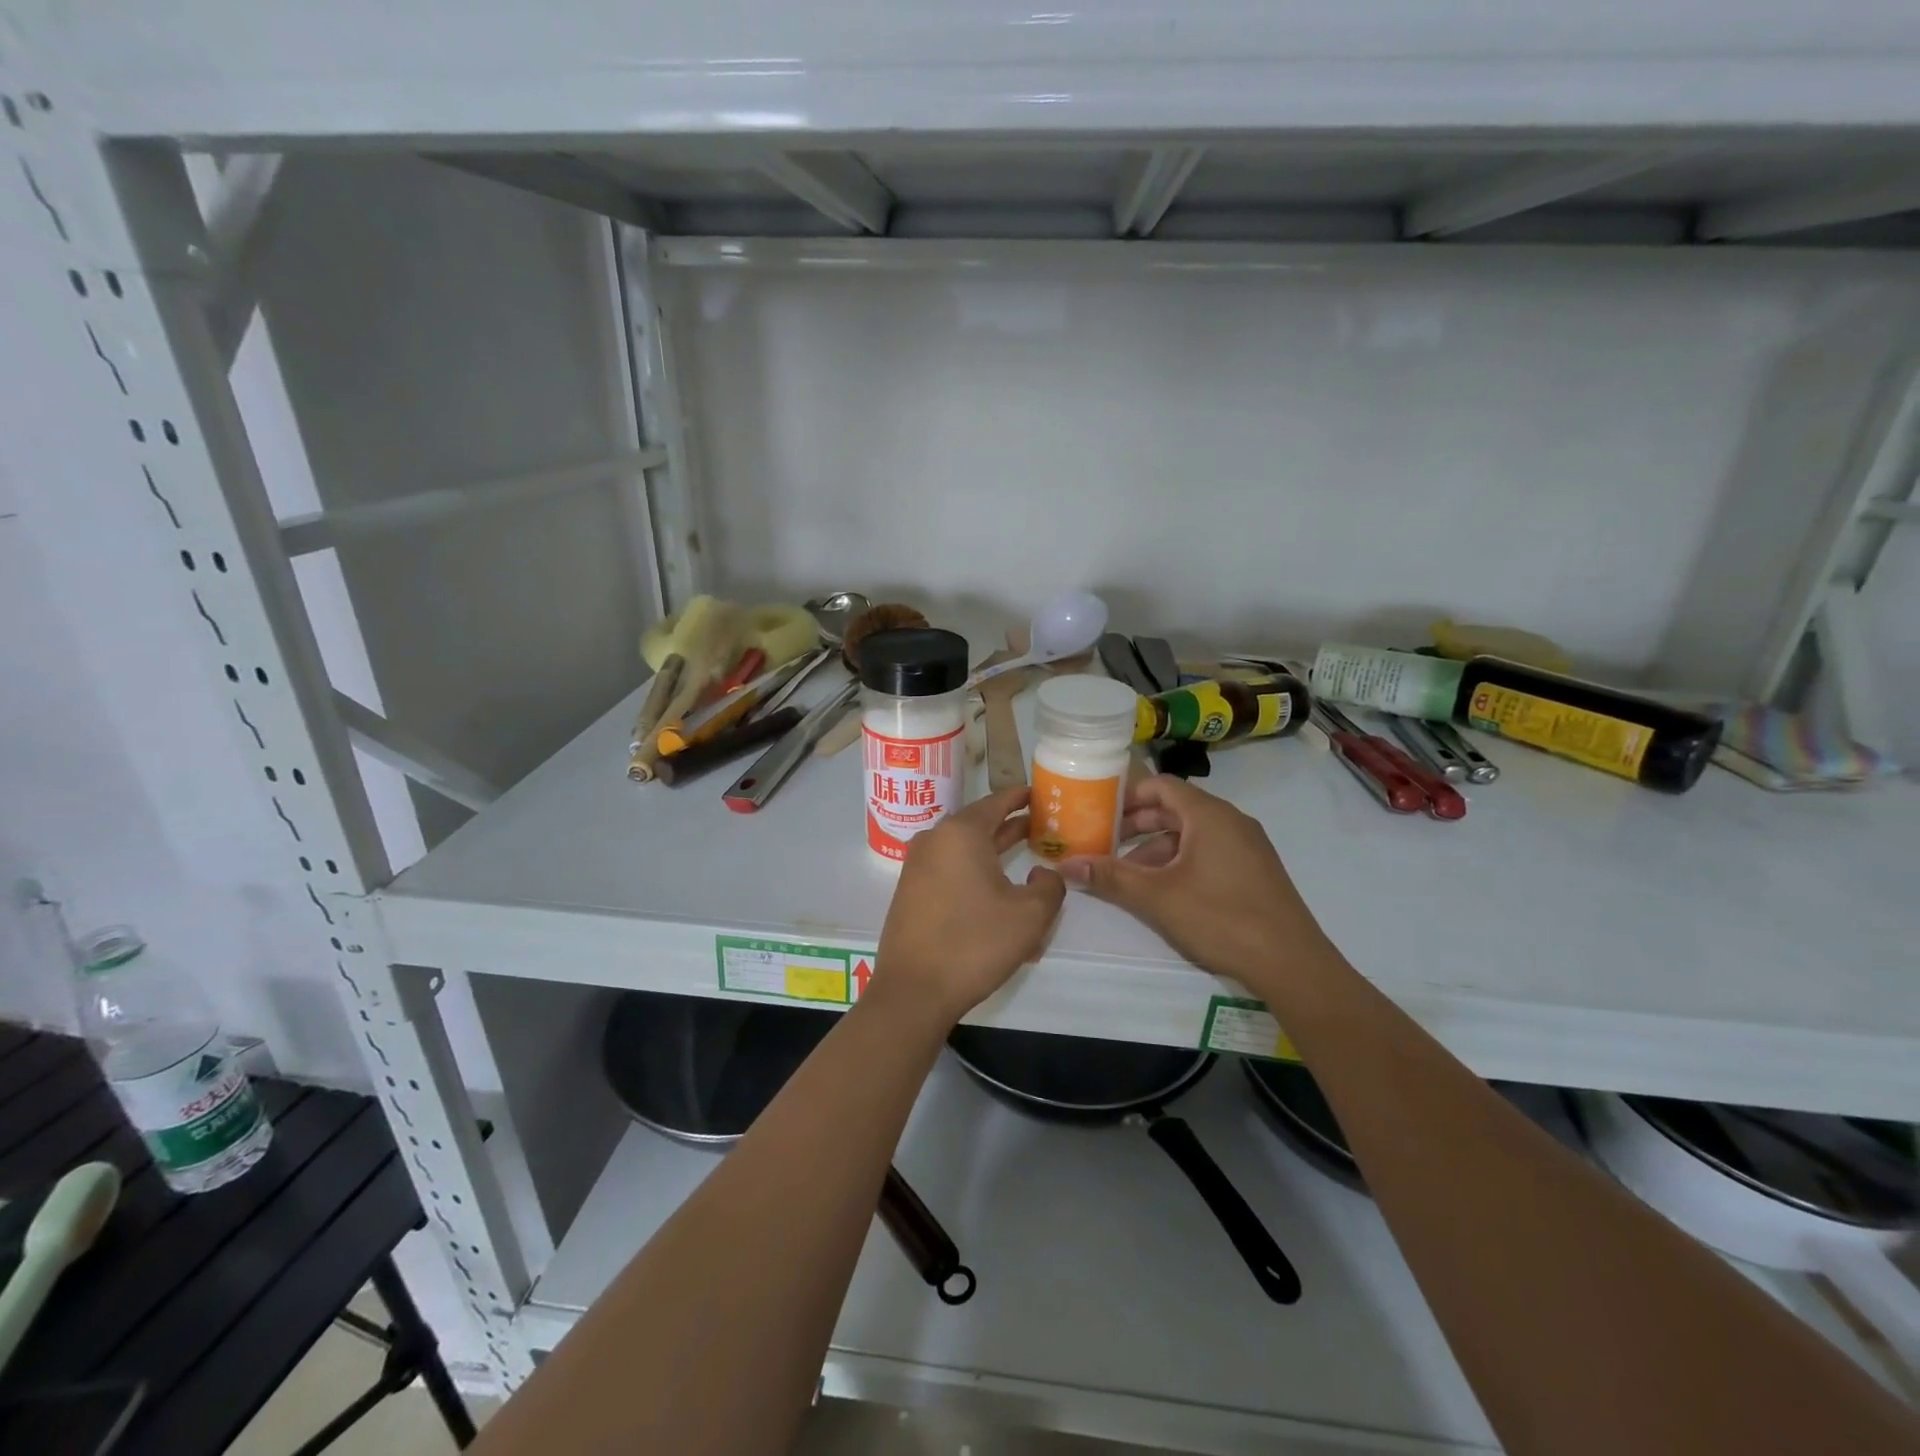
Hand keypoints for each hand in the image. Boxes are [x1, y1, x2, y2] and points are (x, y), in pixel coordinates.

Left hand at [873, 787, 1066, 1025]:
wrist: (913, 991)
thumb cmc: (975, 944)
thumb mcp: (1030, 915)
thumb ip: (1049, 886)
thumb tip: (1042, 874)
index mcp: (961, 833)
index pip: (997, 802)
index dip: (1022, 797)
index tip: (1042, 794)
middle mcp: (934, 840)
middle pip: (979, 823)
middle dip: (1010, 825)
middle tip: (1042, 826)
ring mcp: (917, 866)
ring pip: (964, 850)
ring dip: (993, 853)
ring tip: (1024, 856)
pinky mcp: (911, 891)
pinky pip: (949, 871)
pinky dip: (974, 873)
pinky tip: (995, 893)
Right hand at [1059, 777, 1329, 993]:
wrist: (1292, 963)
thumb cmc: (1221, 918)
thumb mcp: (1157, 897)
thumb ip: (1111, 877)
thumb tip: (1066, 866)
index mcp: (1210, 815)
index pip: (1161, 786)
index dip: (1128, 796)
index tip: (1099, 813)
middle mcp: (1231, 821)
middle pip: (1175, 809)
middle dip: (1137, 826)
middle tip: (1104, 843)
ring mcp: (1248, 846)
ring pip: (1192, 834)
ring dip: (1156, 849)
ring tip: (1128, 876)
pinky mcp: (1255, 870)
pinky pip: (1210, 852)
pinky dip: (1181, 862)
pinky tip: (1164, 892)